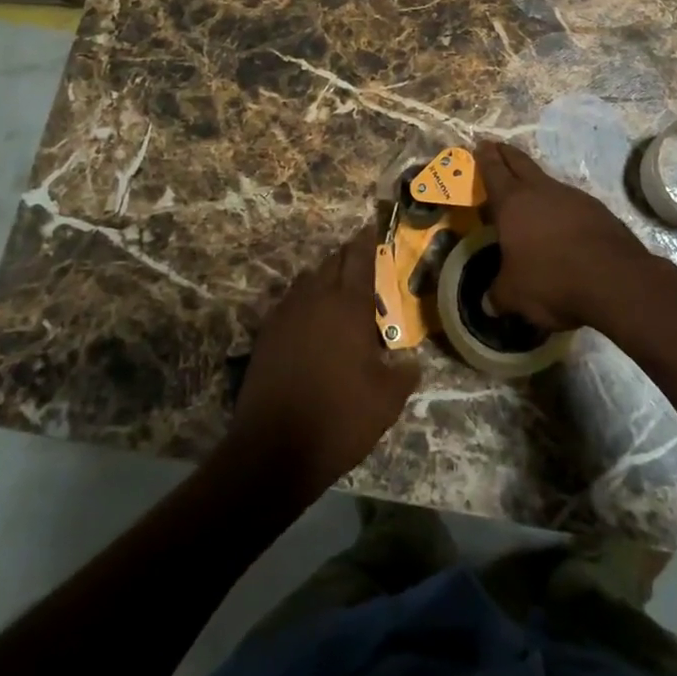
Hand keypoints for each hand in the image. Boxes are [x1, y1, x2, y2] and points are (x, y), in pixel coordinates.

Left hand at [226, 226, 418, 500]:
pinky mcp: (266, 333)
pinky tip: (311, 322)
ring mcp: (286, 313)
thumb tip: (410, 360)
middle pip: (332, 262)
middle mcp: (315, 298)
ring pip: (308, 279)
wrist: (273, 449)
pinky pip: (289, 302)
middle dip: (348, 257)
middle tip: (363, 262)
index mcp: (348, 305)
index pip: (359, 257)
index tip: (374, 226)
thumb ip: (403, 373)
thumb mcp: (387, 401)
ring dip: (324, 278)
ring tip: (338, 292)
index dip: (368, 240)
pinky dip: (304, 301)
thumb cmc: (339, 419)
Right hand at [475, 142, 656, 332]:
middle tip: (497, 146)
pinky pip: (571, 202)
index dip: (485, 158)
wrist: (614, 279)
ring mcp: (573, 197)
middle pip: (520, 163)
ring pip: (548, 181)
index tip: (481, 144)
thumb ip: (498, 295)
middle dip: (507, 154)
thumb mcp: (515, 295)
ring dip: (536, 182)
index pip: (494, 171)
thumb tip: (488, 303)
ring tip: (530, 192)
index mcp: (513, 203)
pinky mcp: (598, 210)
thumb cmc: (551, 280)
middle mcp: (541, 191)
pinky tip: (563, 224)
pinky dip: (562, 207)